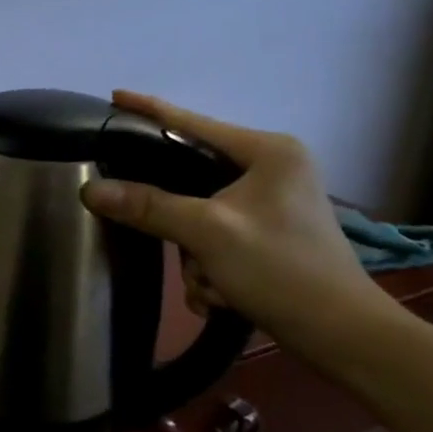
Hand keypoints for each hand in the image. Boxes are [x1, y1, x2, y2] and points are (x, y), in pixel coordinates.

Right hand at [80, 91, 381, 348]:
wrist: (342, 335)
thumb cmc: (281, 269)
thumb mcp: (208, 233)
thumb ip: (148, 206)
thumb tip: (90, 189)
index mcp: (268, 151)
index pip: (193, 122)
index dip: (150, 110)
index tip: (114, 96)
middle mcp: (272, 169)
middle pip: (191, 177)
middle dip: (177, 223)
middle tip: (164, 239)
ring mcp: (271, 204)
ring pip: (199, 216)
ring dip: (196, 257)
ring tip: (211, 284)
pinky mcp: (269, 235)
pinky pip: (216, 240)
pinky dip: (211, 270)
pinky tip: (220, 295)